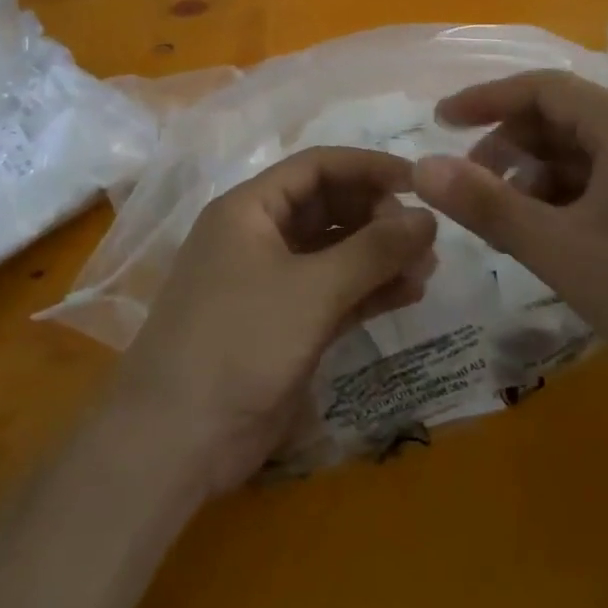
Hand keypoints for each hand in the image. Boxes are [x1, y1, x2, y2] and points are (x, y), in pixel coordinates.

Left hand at [111, 147, 437, 496]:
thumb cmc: (240, 342)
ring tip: (428, 268)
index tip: (419, 181)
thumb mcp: (312, 290)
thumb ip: (374, 250)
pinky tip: (409, 293)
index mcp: (250, 209)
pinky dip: (369, 291)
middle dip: (378, 217)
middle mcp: (259, 237)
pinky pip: (334, 293)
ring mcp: (271, 283)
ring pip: (335, 253)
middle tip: (425, 237)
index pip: (316, 168)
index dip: (368, 168)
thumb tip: (429, 218)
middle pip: (328, 208)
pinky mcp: (285, 324)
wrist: (178, 439)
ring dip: (379, 257)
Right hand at [410, 70, 607, 405]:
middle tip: (470, 189)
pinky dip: (565, 201)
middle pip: (560, 119)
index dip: (485, 99)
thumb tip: (420, 168)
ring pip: (581, 155)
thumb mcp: (559, 249)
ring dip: (533, 179)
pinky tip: (548, 240)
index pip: (543, 87)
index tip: (439, 122)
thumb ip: (486, 206)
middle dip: (507, 147)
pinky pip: (603, 184)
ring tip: (504, 225)